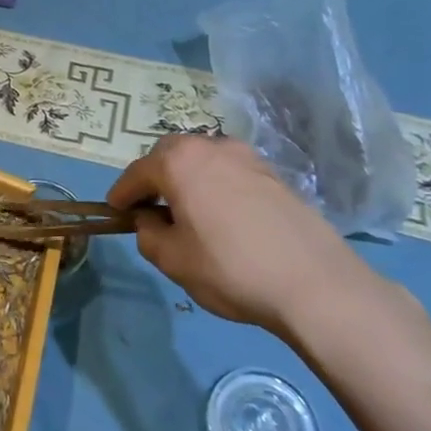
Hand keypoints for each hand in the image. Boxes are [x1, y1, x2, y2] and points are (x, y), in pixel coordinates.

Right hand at [108, 136, 373, 336]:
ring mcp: (246, 157)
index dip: (122, 194)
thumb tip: (151, 220)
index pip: (137, 173)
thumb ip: (148, 234)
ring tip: (188, 212)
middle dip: (155, 177)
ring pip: (202, 160)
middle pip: (169, 155)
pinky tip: (223, 216)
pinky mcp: (273, 174)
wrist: (315, 283)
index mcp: (178, 161)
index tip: (114, 210)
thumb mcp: (173, 260)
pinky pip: (230, 171)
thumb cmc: (231, 269)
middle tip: (150, 208)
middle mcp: (210, 146)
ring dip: (187, 178)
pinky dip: (216, 185)